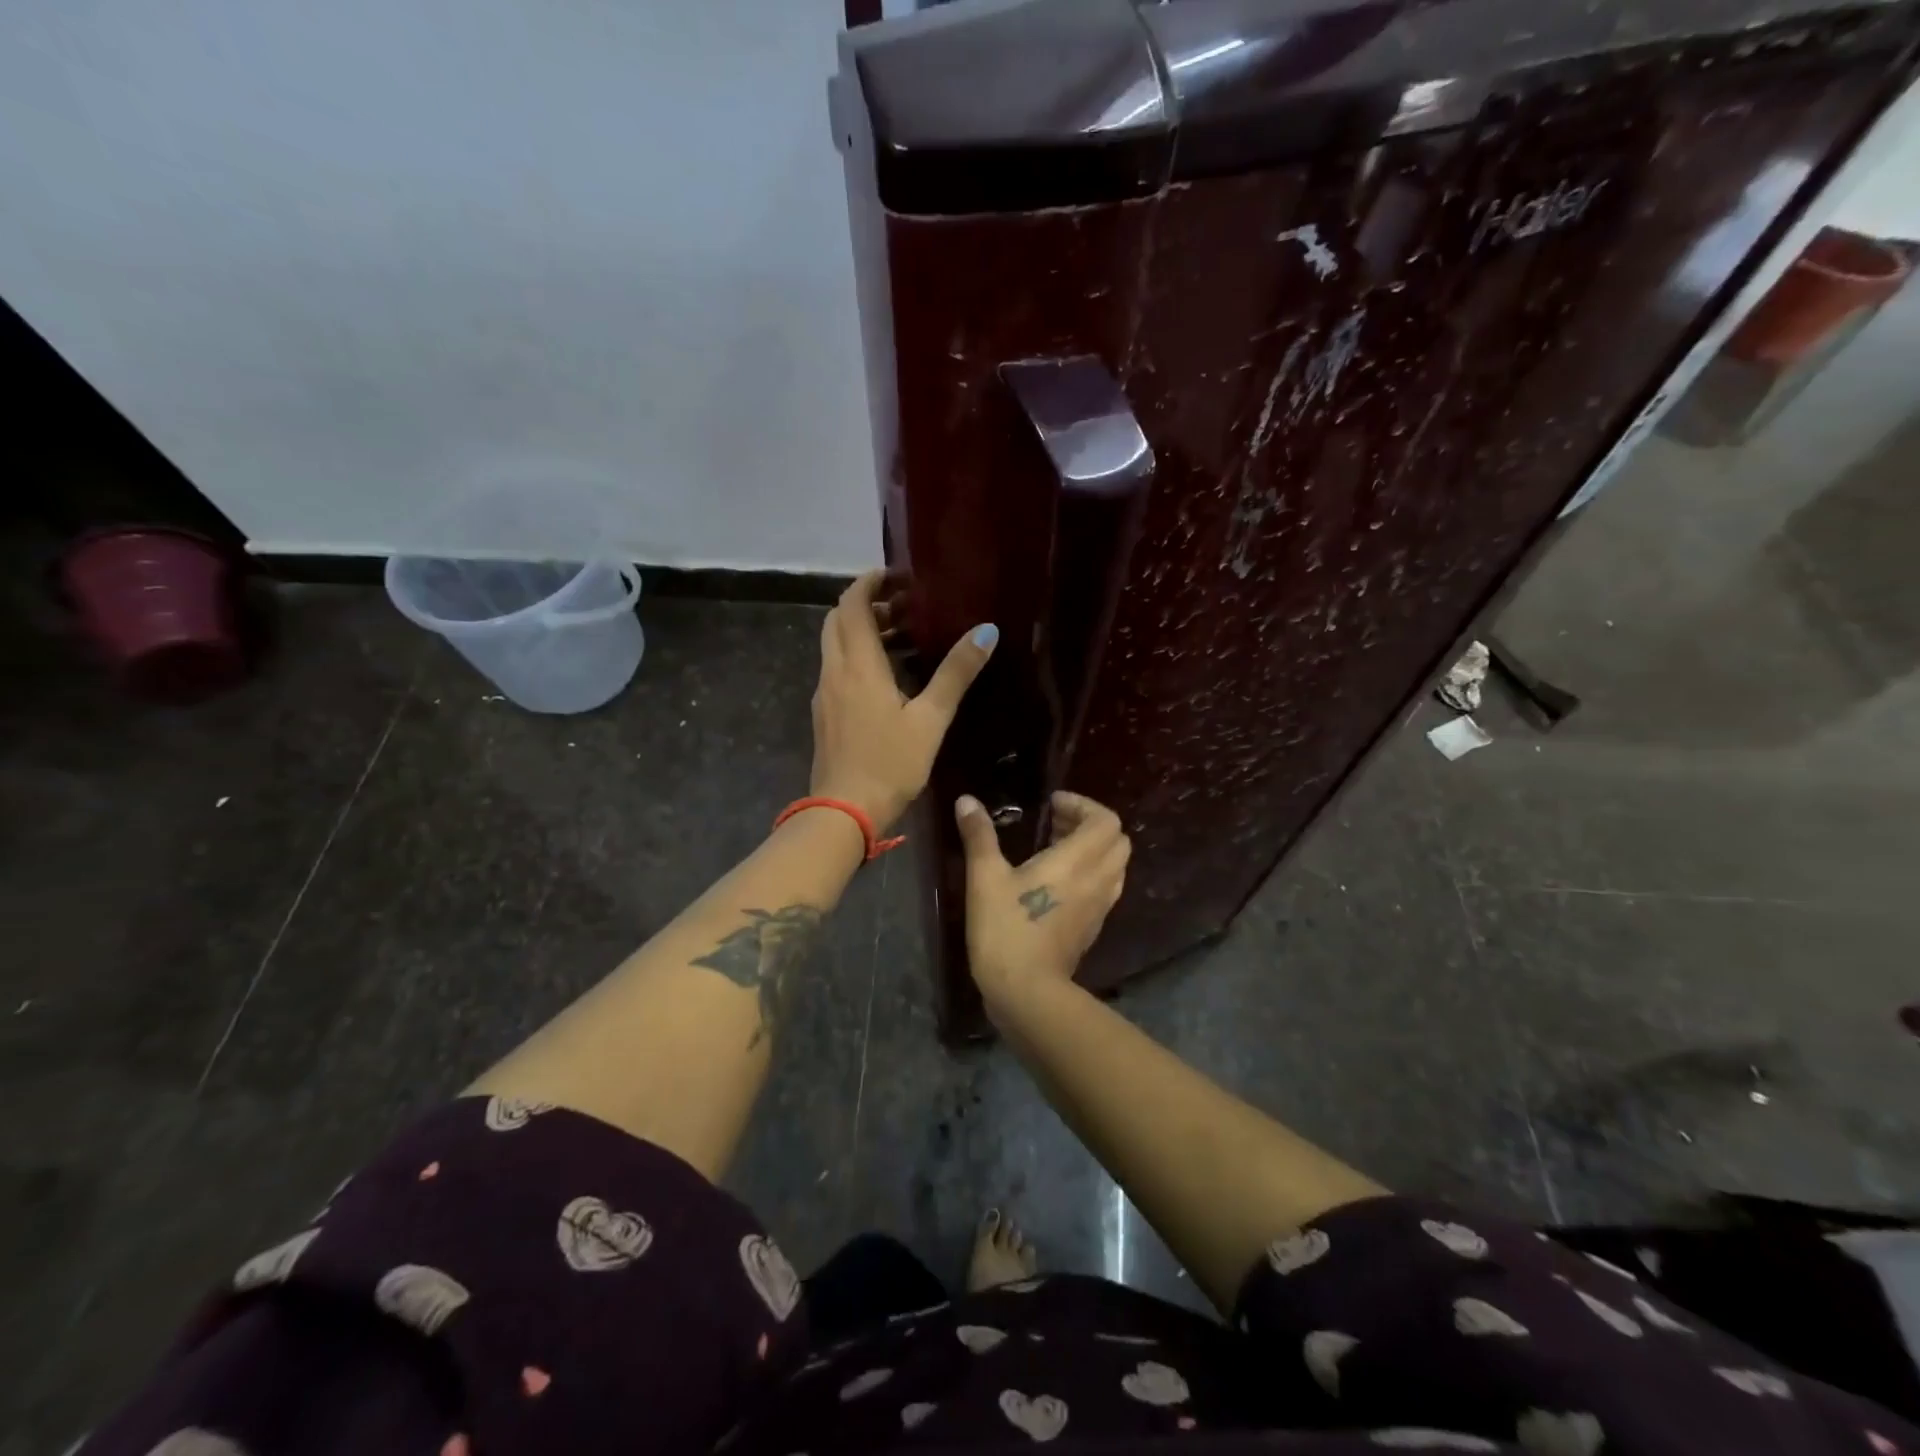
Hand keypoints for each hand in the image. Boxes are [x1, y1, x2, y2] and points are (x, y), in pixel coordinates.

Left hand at [811, 570, 997, 831]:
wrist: (843, 812)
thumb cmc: (890, 764)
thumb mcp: (931, 719)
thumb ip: (956, 673)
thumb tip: (986, 631)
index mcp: (858, 665)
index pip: (852, 605)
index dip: (870, 583)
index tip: (897, 577)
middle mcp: (834, 671)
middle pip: (838, 620)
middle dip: (866, 604)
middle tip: (904, 607)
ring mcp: (824, 694)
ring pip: (835, 646)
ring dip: (861, 632)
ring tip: (902, 638)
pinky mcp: (824, 714)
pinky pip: (836, 669)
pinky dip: (856, 657)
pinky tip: (886, 678)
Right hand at [954, 790, 1129, 1013]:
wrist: (1027, 991)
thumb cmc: (1006, 929)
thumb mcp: (984, 878)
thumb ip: (979, 836)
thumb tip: (967, 801)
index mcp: (1077, 861)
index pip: (1106, 821)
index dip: (1083, 805)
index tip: (1052, 806)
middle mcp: (1097, 880)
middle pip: (1117, 841)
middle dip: (1090, 825)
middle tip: (1055, 824)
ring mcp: (1100, 907)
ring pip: (1115, 866)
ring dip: (1093, 850)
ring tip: (1056, 850)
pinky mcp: (1094, 927)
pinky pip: (1106, 888)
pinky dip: (1091, 874)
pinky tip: (1059, 883)